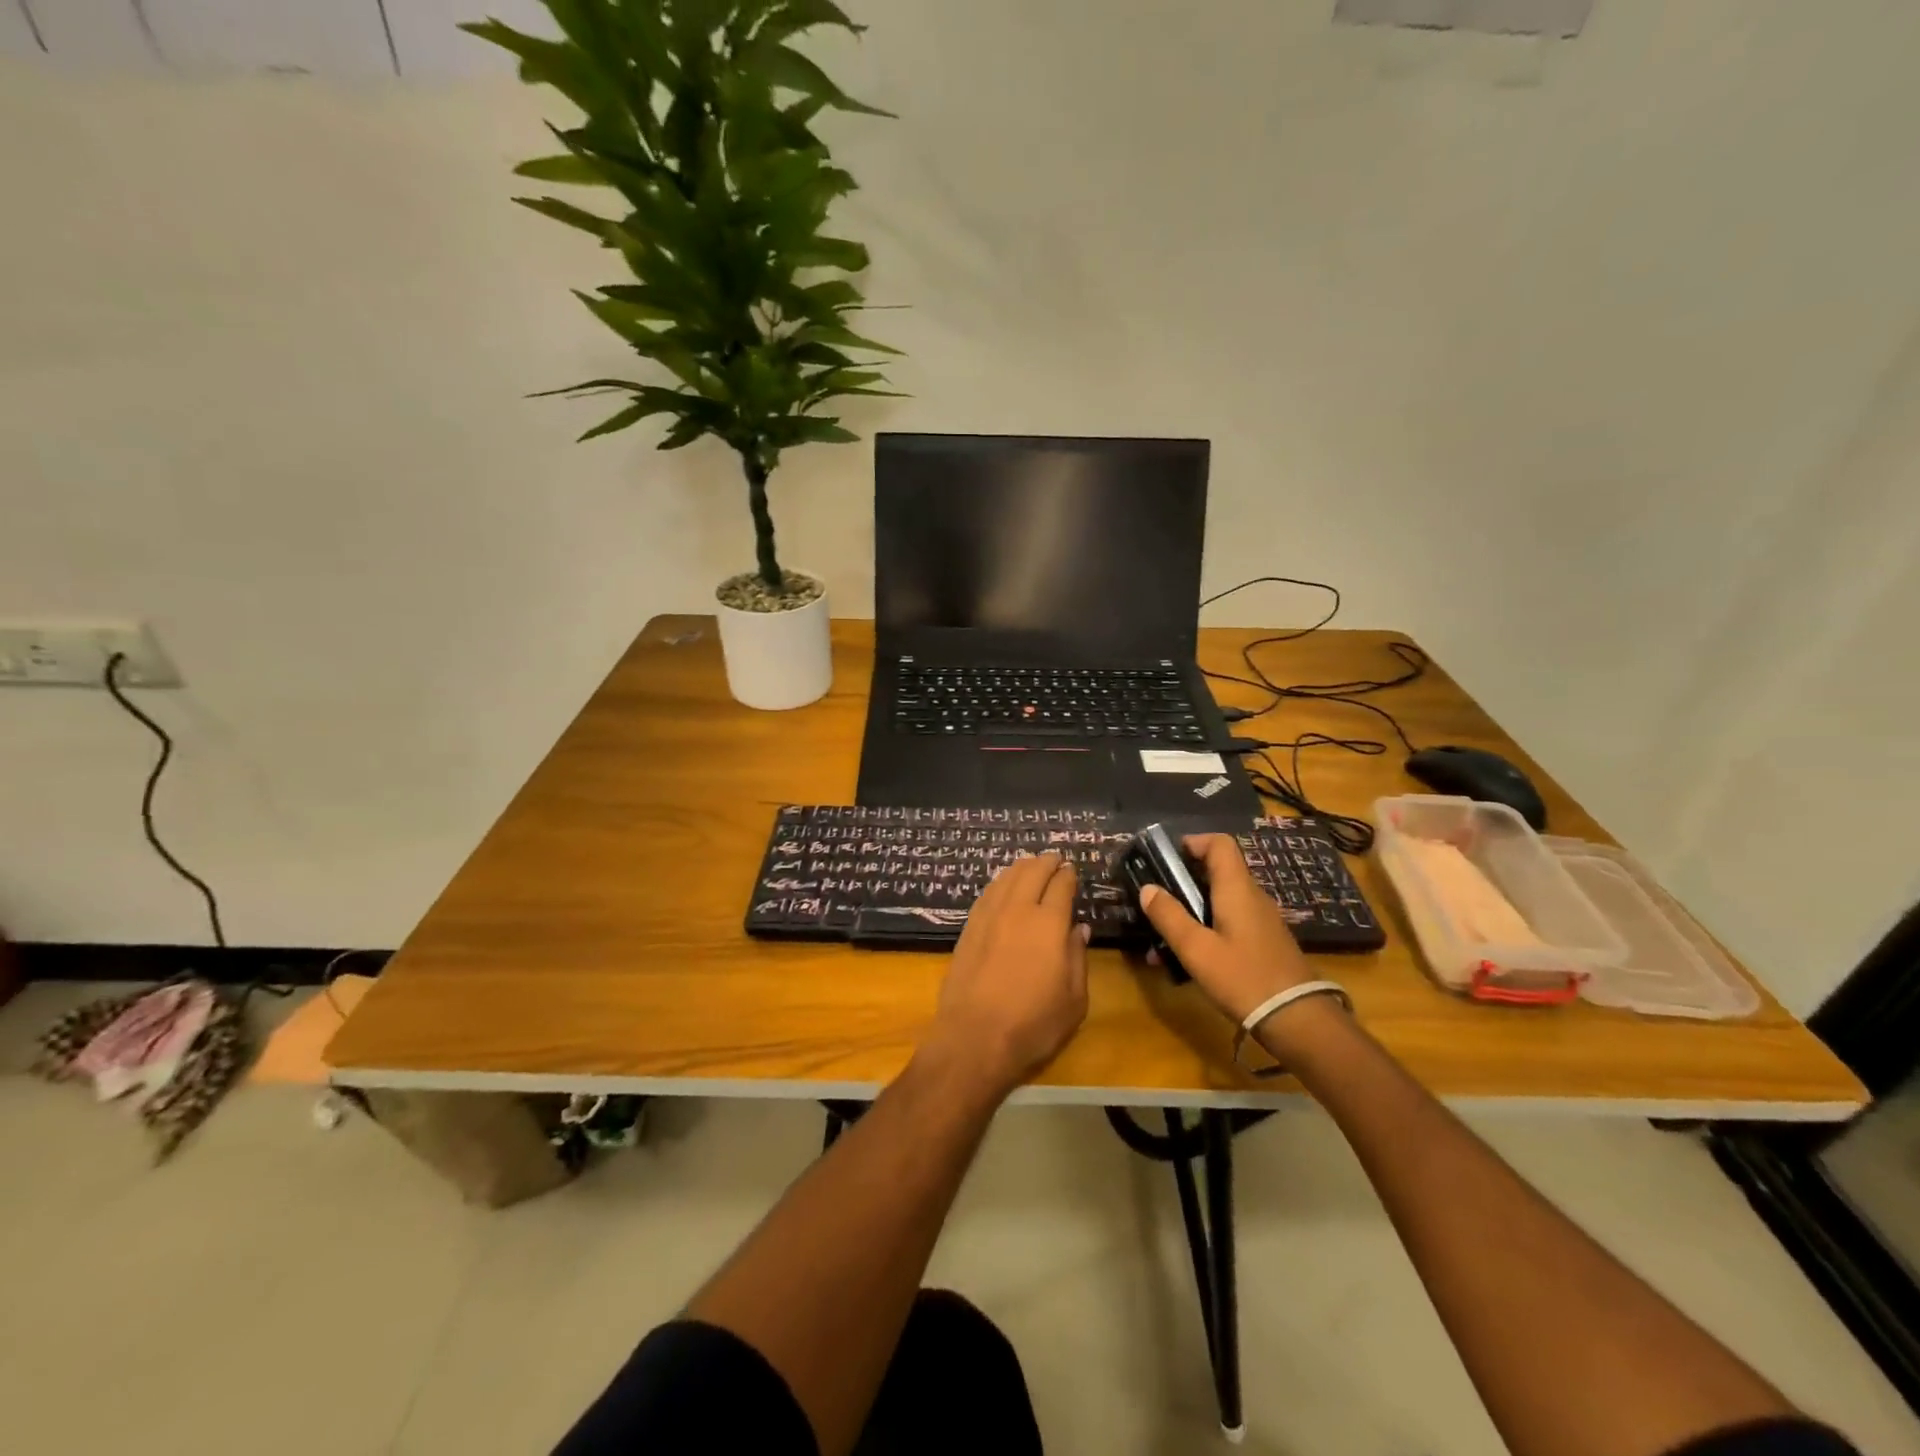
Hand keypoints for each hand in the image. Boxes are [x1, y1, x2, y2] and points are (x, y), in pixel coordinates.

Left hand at [924, 853, 1089, 1097]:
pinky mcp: (968, 928)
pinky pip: (987, 893)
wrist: (974, 1037)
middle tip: (1054, 859)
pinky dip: (1000, 882)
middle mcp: (1017, 909)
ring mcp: (988, 916)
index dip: (1068, 874)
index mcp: (1049, 923)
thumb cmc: (1033, 1023)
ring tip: (1030, 865)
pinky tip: (1003, 886)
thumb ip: (1077, 958)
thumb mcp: (1074, 999)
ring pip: (1006, 877)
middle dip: (1046, 862)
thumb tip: (1078, 929)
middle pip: (1032, 872)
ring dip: (1022, 867)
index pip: (1061, 885)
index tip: (1072, 870)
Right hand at [1139, 834, 1317, 1024]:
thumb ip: (1169, 917)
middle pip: (1217, 871)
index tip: (1166, 858)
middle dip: (1183, 881)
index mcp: (1237, 889)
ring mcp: (1261, 920)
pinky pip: (1230, 922)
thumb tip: (1147, 888)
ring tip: (1163, 937)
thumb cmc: (1243, 977)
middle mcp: (1252, 897)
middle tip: (1157, 899)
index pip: (1220, 844)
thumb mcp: (1196, 949)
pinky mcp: (1264, 942)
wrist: (1297, 1020)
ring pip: (1221, 900)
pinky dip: (1206, 928)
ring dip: (1191, 910)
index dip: (1193, 842)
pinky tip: (1188, 958)